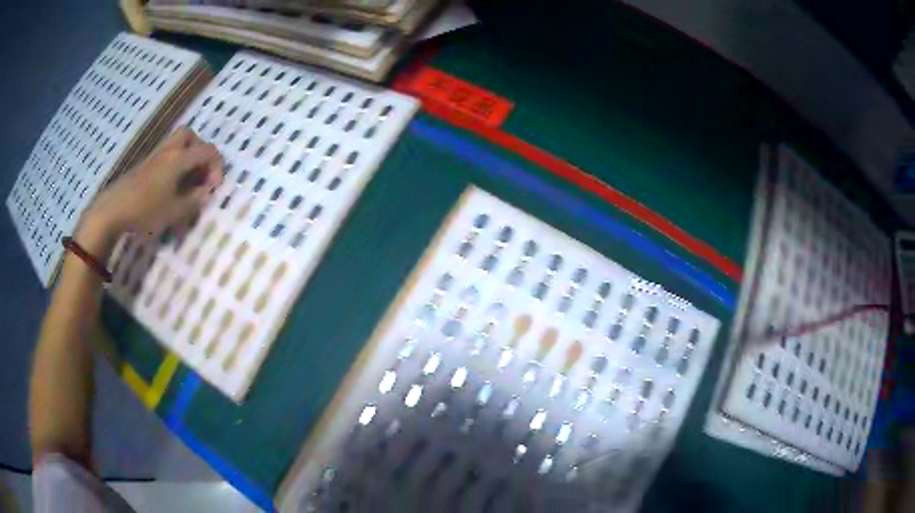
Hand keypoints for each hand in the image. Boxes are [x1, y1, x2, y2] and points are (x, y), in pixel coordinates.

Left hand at [85, 127, 223, 237]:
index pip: (207, 151)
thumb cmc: (145, 210)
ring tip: (186, 179)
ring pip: (176, 142)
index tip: (214, 187)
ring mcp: (155, 156)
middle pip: (190, 135)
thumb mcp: (174, 212)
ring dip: (187, 155)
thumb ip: (194, 201)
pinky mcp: (145, 164)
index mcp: (179, 159)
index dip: (217, 166)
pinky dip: (175, 162)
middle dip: (200, 151)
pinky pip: (166, 154)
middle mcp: (169, 151)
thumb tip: (206, 192)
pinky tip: (171, 184)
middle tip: (200, 172)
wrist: (113, 209)